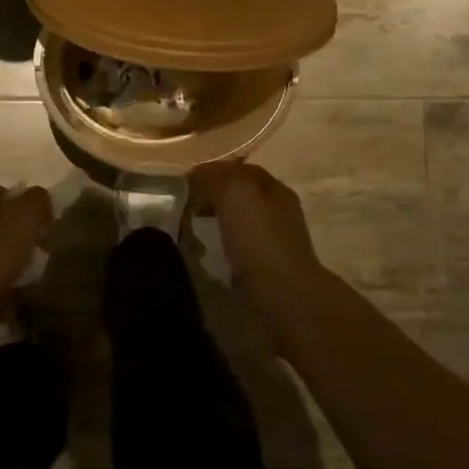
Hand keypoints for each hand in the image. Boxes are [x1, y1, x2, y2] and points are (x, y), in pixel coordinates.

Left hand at [0, 184, 52, 336]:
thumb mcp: (21, 220)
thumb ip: (36, 203)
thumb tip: (41, 201)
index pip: (8, 193)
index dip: (31, 208)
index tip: (49, 229)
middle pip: (0, 226)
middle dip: (22, 241)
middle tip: (43, 257)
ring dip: (11, 270)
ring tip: (32, 285)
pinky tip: (13, 308)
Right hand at [192, 162, 327, 324]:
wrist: (284, 299)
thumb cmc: (260, 241)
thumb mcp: (237, 194)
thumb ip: (219, 177)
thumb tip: (199, 174)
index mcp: (275, 190)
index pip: (241, 170)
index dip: (214, 169)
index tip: (185, 177)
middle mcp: (278, 212)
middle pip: (241, 195)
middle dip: (213, 195)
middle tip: (184, 201)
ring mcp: (274, 243)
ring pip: (239, 222)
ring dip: (216, 221)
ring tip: (190, 226)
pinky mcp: (265, 270)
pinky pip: (238, 249)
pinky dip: (220, 246)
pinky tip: (205, 252)